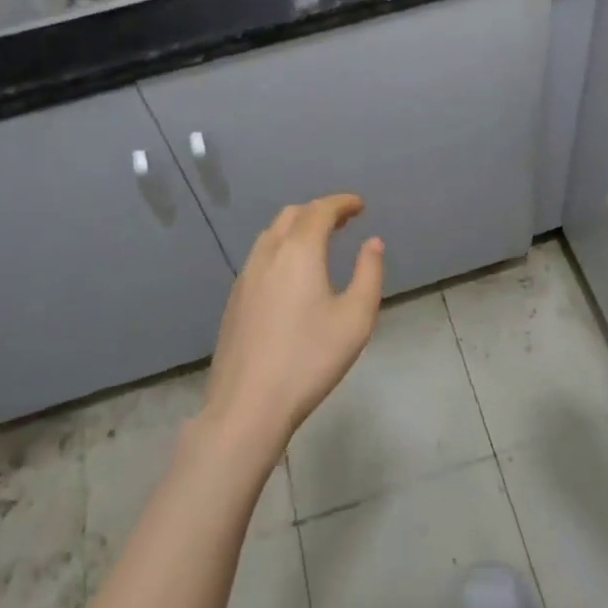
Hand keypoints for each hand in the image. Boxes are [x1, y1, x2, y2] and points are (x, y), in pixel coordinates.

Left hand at [201, 195, 384, 462]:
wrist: (248, 404)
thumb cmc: (309, 359)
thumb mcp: (356, 318)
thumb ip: (368, 273)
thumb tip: (372, 243)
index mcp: (299, 250)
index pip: (321, 210)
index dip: (342, 203)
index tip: (360, 205)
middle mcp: (269, 253)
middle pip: (293, 215)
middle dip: (319, 211)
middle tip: (343, 221)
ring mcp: (246, 275)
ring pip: (272, 234)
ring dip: (297, 227)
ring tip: (319, 243)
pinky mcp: (235, 298)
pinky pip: (261, 255)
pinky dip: (281, 248)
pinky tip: (291, 274)